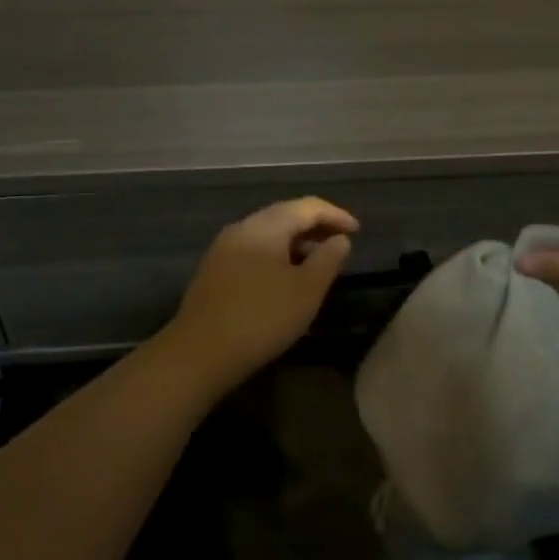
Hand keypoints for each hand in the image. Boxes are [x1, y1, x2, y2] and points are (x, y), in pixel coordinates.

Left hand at [160, 197, 358, 388]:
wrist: (199, 352)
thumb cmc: (262, 318)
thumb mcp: (307, 290)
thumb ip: (328, 259)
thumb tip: (339, 239)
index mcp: (265, 226)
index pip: (306, 207)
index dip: (335, 215)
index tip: (358, 230)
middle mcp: (242, 228)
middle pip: (284, 215)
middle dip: (315, 225)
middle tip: (340, 241)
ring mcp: (223, 248)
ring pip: (267, 233)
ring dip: (295, 241)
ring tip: (317, 260)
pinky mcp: (214, 269)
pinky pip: (253, 249)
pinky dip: (276, 253)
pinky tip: (285, 276)